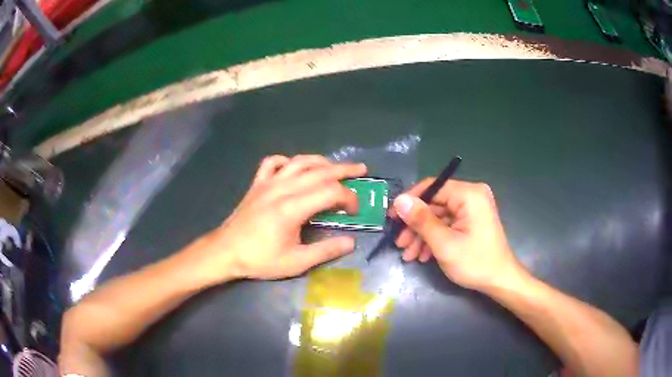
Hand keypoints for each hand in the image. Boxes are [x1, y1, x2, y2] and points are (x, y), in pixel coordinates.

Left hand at [195, 155, 366, 282]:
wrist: (226, 251)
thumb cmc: (259, 259)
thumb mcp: (295, 262)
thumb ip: (325, 251)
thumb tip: (351, 242)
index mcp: (292, 208)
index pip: (330, 192)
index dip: (348, 197)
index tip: (354, 210)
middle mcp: (282, 189)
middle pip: (319, 171)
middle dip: (343, 169)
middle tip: (361, 169)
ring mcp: (267, 183)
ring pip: (298, 162)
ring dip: (320, 161)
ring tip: (334, 165)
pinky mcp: (257, 184)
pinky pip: (272, 163)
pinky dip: (287, 161)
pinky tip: (293, 167)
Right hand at [392, 179, 523, 291]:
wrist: (499, 281)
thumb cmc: (475, 262)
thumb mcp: (444, 243)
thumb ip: (421, 220)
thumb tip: (399, 200)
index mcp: (469, 194)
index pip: (432, 187)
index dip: (410, 201)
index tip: (392, 218)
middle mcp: (471, 196)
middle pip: (434, 204)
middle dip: (415, 226)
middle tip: (399, 243)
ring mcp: (471, 209)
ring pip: (438, 217)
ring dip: (422, 236)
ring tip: (408, 255)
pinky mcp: (471, 221)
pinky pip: (447, 225)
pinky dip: (434, 239)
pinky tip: (423, 255)